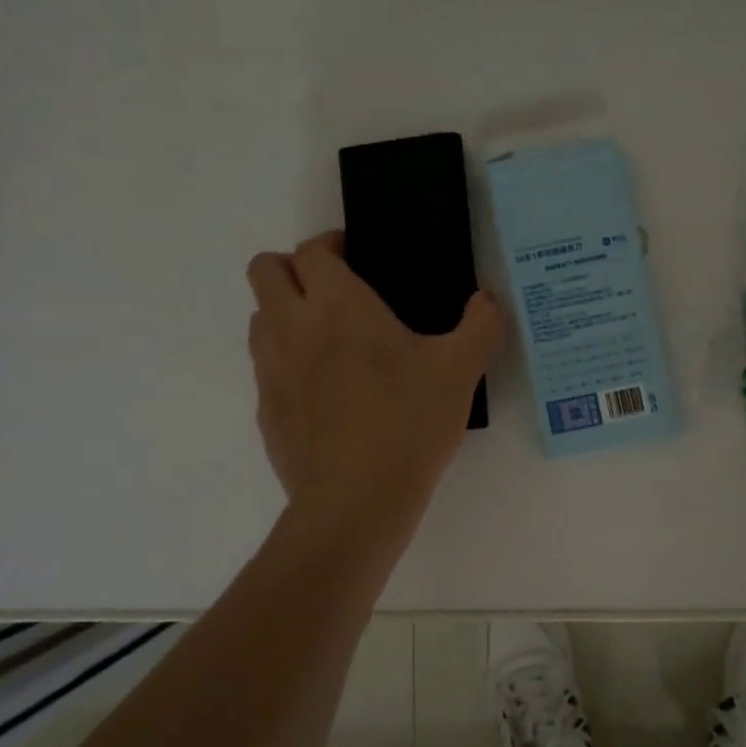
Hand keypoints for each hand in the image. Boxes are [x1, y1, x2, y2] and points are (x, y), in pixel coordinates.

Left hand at [247, 231, 505, 520]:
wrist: (356, 502)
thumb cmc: (409, 422)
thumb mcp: (462, 370)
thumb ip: (482, 324)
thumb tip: (487, 299)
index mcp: (338, 306)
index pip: (311, 251)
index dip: (330, 244)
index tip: (355, 255)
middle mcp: (293, 328)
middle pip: (264, 271)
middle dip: (293, 268)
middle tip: (335, 290)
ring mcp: (272, 372)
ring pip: (259, 318)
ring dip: (285, 313)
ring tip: (329, 338)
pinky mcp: (266, 412)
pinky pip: (266, 369)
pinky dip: (287, 363)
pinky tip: (326, 392)